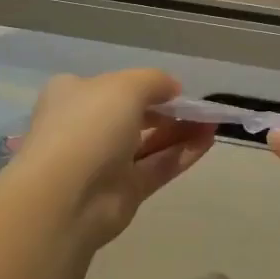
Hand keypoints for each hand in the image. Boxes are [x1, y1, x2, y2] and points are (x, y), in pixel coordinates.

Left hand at [8, 69, 214, 249]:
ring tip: (212, 122)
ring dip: (180, 132)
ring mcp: (104, 162)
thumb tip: (172, 88)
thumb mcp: (125, 87)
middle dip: (167, 111)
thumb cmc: (89, 127)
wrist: (67, 196)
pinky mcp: (123, 191)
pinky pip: (157, 167)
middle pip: (133, 115)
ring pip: (148, 143)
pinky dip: (181, 154)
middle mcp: (86, 127)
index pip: (111, 86)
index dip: (144, 85)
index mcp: (73, 95)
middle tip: (199, 109)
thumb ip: (154, 81)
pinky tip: (208, 141)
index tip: (174, 89)